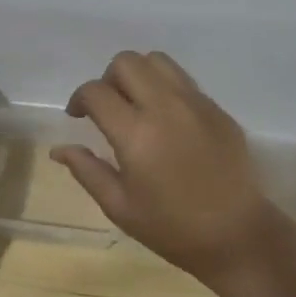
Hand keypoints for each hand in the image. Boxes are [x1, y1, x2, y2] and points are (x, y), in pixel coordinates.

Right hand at [52, 51, 275, 283]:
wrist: (236, 235)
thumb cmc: (171, 227)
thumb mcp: (119, 206)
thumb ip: (87, 170)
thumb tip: (59, 149)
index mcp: (136, 133)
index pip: (96, 91)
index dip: (79, 99)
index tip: (78, 116)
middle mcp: (165, 107)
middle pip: (126, 62)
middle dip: (108, 79)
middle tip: (108, 108)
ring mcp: (195, 103)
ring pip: (157, 61)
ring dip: (138, 75)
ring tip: (136, 104)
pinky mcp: (217, 108)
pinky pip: (183, 80)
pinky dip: (165, 87)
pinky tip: (166, 119)